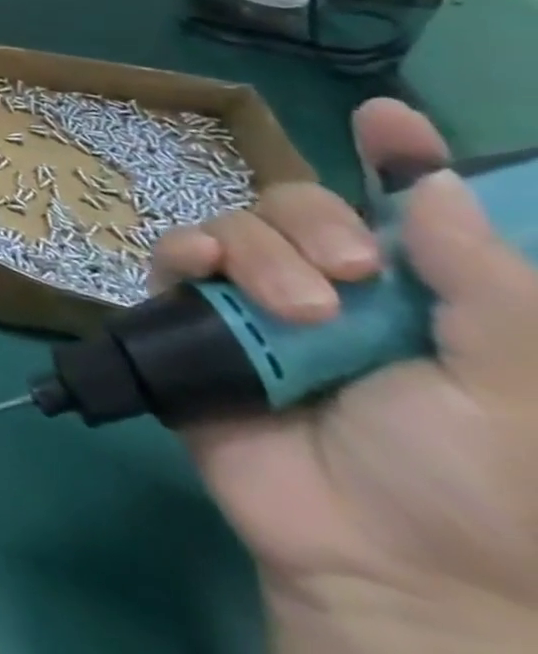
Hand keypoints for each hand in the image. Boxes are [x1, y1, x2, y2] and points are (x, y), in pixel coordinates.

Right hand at [152, 99, 537, 651]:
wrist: (379, 563)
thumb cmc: (478, 487)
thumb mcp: (515, 390)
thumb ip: (485, 286)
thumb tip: (433, 183)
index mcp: (415, 299)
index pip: (400, 210)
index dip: (396, 158)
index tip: (385, 117)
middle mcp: (332, 287)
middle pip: (302, 203)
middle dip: (319, 220)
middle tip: (354, 273)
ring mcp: (254, 301)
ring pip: (238, 222)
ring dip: (264, 251)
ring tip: (296, 314)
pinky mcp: (194, 317)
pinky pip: (176, 255)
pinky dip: (189, 251)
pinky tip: (208, 275)